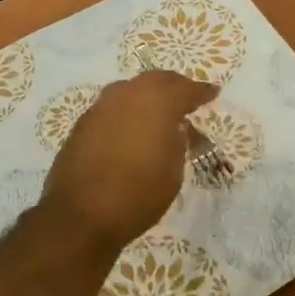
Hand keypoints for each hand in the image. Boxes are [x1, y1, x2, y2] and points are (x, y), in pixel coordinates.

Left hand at [42, 71, 217, 248]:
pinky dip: (127, 111)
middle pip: (157, 80)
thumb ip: (178, 142)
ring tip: (159, 112)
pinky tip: (132, 128)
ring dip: (148, 96)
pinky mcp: (83, 123)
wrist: (80, 215)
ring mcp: (101, 106)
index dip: (202, 92)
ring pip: (131, 89)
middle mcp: (128, 95)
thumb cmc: (138, 194)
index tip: (213, 93)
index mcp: (158, 103)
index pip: (186, 89)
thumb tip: (176, 128)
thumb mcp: (173, 171)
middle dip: (175, 86)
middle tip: (187, 97)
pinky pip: (113, 106)